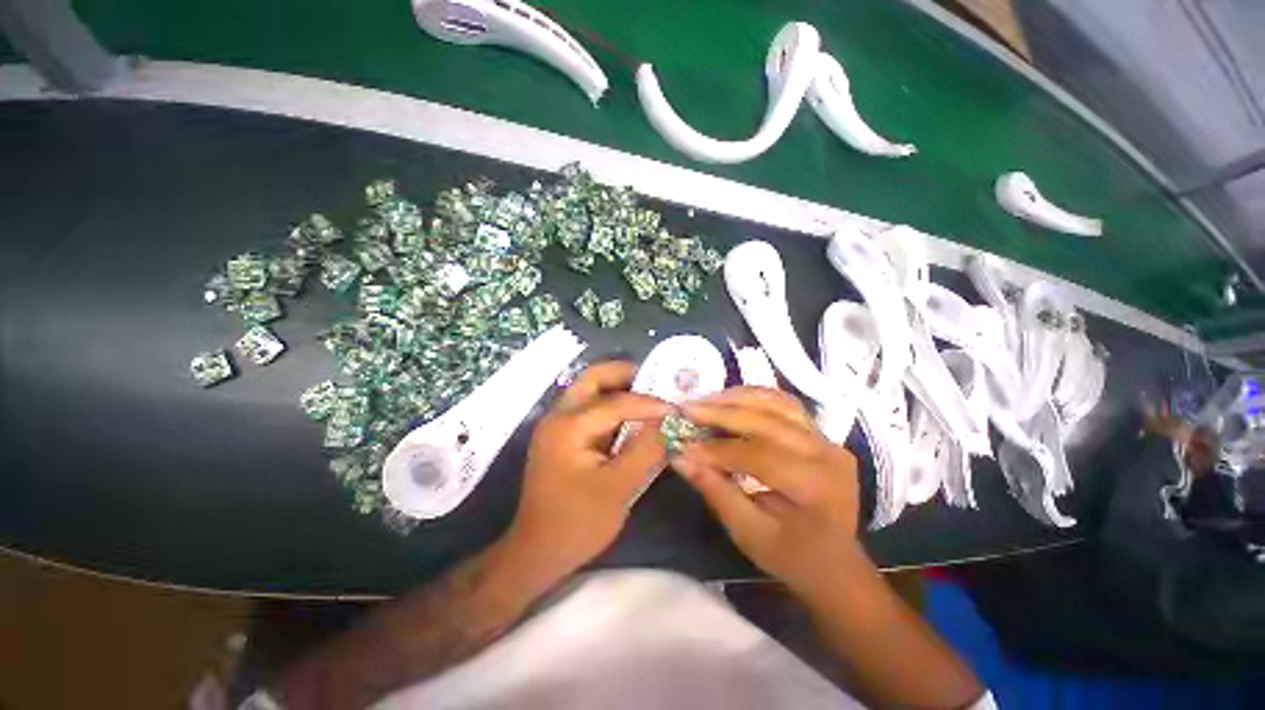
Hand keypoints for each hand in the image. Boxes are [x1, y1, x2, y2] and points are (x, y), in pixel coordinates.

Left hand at [505, 361, 671, 579]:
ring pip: (589, 389)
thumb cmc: (576, 524)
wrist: (537, 552)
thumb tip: (670, 423)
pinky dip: (612, 405)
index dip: (650, 403)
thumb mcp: (618, 488)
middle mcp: (558, 416)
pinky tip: (632, 415)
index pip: (616, 402)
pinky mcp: (562, 436)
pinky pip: (589, 408)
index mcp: (568, 426)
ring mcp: (557, 425)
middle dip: (625, 373)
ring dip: (619, 386)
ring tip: (649, 394)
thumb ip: (646, 450)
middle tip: (657, 379)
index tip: (677, 408)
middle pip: (592, 377)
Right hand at [672, 387, 862, 595]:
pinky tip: (730, 400)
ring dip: (736, 398)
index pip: (758, 456)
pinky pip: (783, 403)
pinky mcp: (820, 432)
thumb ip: (714, 490)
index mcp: (814, 487)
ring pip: (776, 402)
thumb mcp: (748, 533)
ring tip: (703, 401)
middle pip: (766, 420)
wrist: (837, 564)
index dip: (716, 449)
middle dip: (721, 412)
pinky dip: (754, 397)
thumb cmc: (792, 557)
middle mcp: (826, 454)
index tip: (682, 445)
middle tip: (686, 409)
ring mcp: (826, 438)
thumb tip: (679, 457)